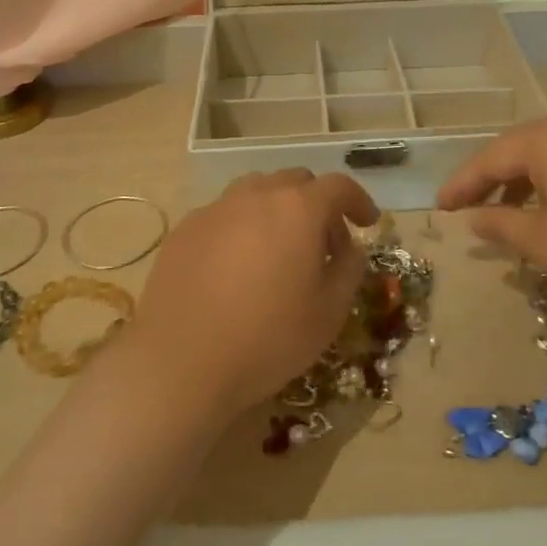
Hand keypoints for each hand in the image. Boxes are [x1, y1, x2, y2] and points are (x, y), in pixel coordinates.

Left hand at [125, 169, 378, 417]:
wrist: (179, 363)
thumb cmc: (267, 338)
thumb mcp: (329, 312)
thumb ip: (349, 269)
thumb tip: (350, 248)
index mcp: (298, 209)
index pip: (339, 186)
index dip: (358, 201)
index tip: (367, 223)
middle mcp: (257, 195)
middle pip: (296, 182)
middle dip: (317, 205)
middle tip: (323, 245)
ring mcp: (216, 208)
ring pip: (257, 192)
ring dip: (277, 210)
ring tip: (279, 250)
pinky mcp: (185, 229)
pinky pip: (225, 214)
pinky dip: (242, 227)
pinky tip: (237, 266)